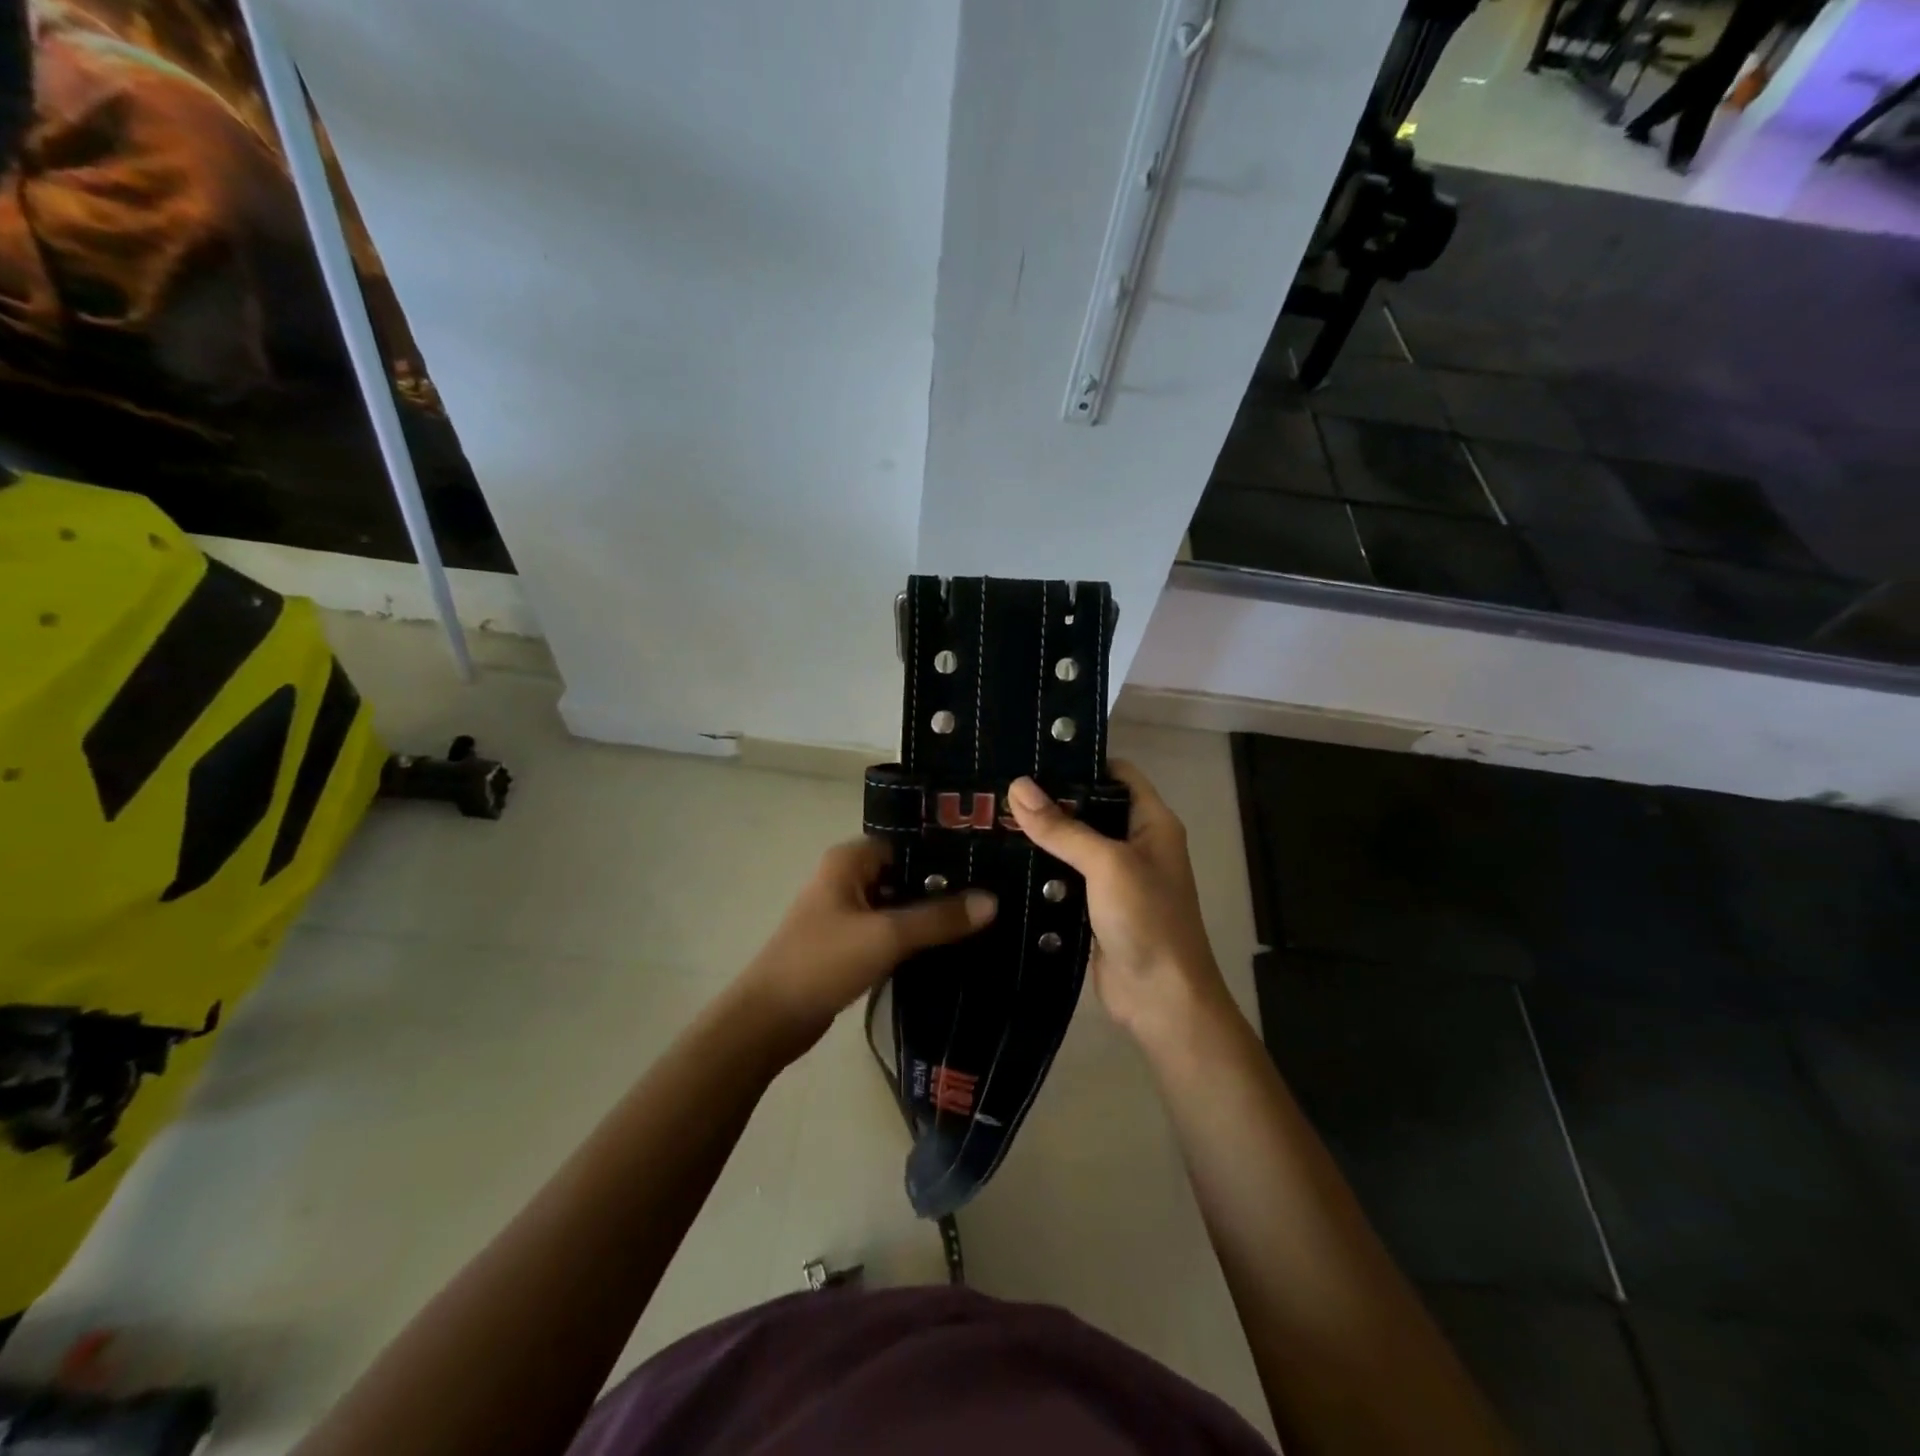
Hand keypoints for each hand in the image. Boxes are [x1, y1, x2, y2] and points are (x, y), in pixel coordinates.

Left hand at [734, 839, 995, 1058]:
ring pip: (899, 903)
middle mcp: (847, 877)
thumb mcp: (886, 936)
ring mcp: (846, 911)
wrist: (770, 1020)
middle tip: (995, 892)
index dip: (946, 852)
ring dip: (931, 913)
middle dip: (944, 885)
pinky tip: (951, 945)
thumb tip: (993, 901)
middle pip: (906, 873)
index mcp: (849, 860)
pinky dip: (915, 935)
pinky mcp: (849, 943)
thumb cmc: (823, 963)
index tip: (989, 863)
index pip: (908, 842)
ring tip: (982, 917)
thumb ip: (939, 918)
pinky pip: (890, 929)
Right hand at [1008, 763, 1231, 1045]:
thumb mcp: (1107, 864)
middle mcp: (1135, 844)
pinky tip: (1001, 861)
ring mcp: (1114, 878)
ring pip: (1073, 845)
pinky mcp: (1093, 907)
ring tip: (990, 817)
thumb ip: (1062, 827)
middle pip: (1090, 808)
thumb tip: (1017, 786)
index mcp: (1151, 822)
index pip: (1117, 773)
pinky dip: (1039, 870)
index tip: (1032, 756)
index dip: (1081, 761)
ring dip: (1041, 836)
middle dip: (1050, 799)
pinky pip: (1064, 879)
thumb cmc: (1147, 920)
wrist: (1161, 1000)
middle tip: (998, 787)